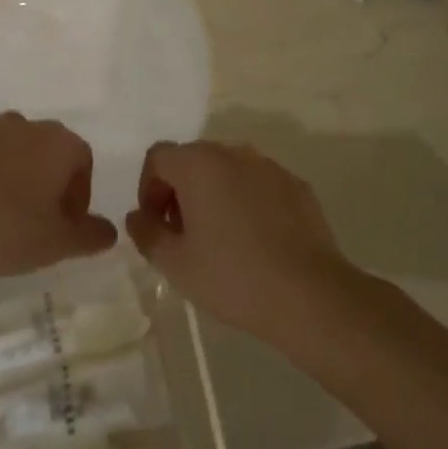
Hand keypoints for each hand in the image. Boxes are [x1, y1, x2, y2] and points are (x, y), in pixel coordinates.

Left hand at [0, 112, 116, 282]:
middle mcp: (25, 125)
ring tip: (2, 221)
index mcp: (57, 142)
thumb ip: (89, 236)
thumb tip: (109, 231)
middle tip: (38, 224)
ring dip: (17, 181)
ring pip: (14, 154)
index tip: (64, 226)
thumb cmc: (2, 228)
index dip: (79, 195)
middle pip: (49, 153)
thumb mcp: (55, 243)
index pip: (83, 161)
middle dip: (50, 186)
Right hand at [125, 140, 352, 342]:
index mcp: (199, 164)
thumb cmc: (233, 277)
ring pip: (228, 171)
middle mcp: (233, 152)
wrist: (310, 296)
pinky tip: (255, 241)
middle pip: (193, 159)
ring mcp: (269, 166)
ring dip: (214, 194)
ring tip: (220, 239)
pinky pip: (258, 184)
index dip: (148, 188)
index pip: (158, 157)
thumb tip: (138, 216)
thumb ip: (146, 233)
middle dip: (180, 191)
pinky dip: (247, 202)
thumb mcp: (175, 263)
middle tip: (183, 235)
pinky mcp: (296, 185)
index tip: (157, 225)